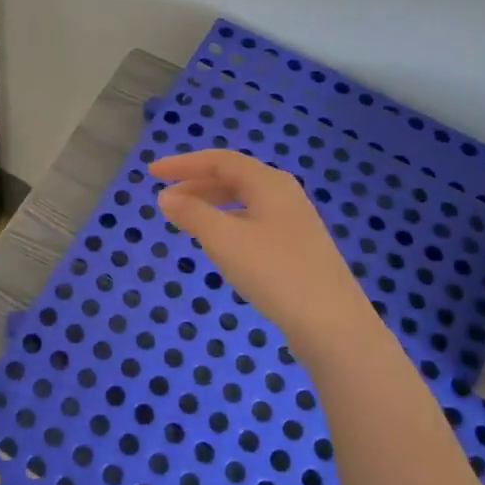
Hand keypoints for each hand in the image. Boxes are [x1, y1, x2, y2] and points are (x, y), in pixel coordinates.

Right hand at [150, 149, 381, 360]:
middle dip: (196, 184)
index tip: (152, 173)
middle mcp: (284, 194)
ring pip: (244, 202)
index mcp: (268, 183)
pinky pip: (254, 222)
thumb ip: (192, 214)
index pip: (220, 161)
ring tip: (185, 221)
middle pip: (233, 178)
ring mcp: (294, 222)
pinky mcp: (298, 249)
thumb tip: (166, 197)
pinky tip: (219, 245)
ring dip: (211, 205)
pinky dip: (228, 224)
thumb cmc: (274, 271)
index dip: (183, 164)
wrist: (332, 323)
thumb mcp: (224, 239)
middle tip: (165, 199)